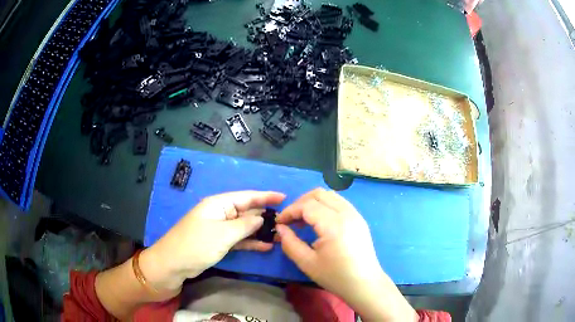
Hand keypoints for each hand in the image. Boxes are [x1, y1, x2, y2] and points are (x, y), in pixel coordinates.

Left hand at [140, 190, 284, 291]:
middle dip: (265, 216)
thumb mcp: (223, 234)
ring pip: (244, 227)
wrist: (172, 265)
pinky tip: (265, 246)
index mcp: (218, 204)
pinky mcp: (218, 242)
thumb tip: (262, 218)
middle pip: (246, 211)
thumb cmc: (196, 245)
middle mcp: (220, 213)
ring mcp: (219, 229)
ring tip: (280, 235)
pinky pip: (238, 239)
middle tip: (287, 222)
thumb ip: (245, 225)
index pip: (246, 197)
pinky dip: (250, 242)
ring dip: (260, 231)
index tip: (284, 197)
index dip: (266, 196)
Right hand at [276, 188, 415, 321]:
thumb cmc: (335, 276)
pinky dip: (325, 206)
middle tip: (291, 220)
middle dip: (300, 203)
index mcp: (333, 224)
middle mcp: (346, 213)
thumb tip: (280, 228)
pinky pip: (339, 202)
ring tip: (303, 220)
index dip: (289, 211)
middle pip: (319, 194)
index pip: (307, 206)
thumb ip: (290, 243)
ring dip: (313, 202)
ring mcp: (355, 214)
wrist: (364, 283)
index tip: (279, 222)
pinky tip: (320, 222)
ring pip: (330, 195)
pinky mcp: (359, 219)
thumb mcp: (307, 263)